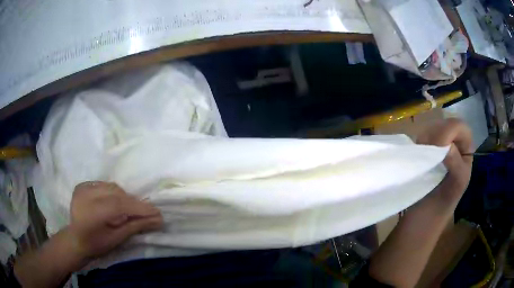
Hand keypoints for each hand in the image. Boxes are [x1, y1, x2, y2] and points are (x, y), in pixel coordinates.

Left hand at [68, 181, 162, 260]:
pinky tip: (115, 203)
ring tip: (130, 209)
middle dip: (134, 203)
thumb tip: (157, 219)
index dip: (139, 208)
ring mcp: (83, 188)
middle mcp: (86, 196)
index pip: (120, 205)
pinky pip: (104, 185)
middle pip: (117, 194)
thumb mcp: (117, 238)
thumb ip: (135, 226)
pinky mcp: (82, 185)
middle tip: (147, 213)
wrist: (75, 239)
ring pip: (111, 187)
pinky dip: (114, 192)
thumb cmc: (96, 244)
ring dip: (124, 197)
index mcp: (92, 213)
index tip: (157, 213)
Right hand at [417, 118, 472, 201]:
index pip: (460, 127)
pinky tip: (418, 155)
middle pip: (446, 124)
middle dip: (436, 135)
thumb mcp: (457, 185)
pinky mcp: (426, 151)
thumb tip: (447, 145)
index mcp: (465, 150)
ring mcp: (439, 147)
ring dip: (426, 139)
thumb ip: (456, 164)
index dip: (450, 131)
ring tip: (422, 155)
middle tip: (428, 151)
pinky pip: (423, 137)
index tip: (438, 146)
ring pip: (433, 128)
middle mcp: (454, 145)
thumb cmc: (443, 204)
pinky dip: (419, 143)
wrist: (423, 218)